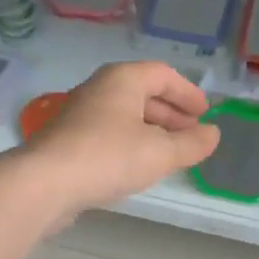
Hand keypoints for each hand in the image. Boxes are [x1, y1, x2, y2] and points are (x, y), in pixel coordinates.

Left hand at [18, 61, 220, 218]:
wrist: (44, 183)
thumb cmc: (109, 157)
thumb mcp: (161, 153)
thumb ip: (192, 144)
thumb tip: (213, 134)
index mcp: (123, 80)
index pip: (163, 74)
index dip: (188, 93)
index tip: (205, 113)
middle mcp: (99, 89)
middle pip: (142, 93)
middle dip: (171, 113)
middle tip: (191, 133)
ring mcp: (80, 114)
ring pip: (124, 115)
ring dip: (151, 130)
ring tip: (169, 153)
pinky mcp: (67, 140)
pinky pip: (108, 133)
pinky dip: (130, 143)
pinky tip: (137, 166)